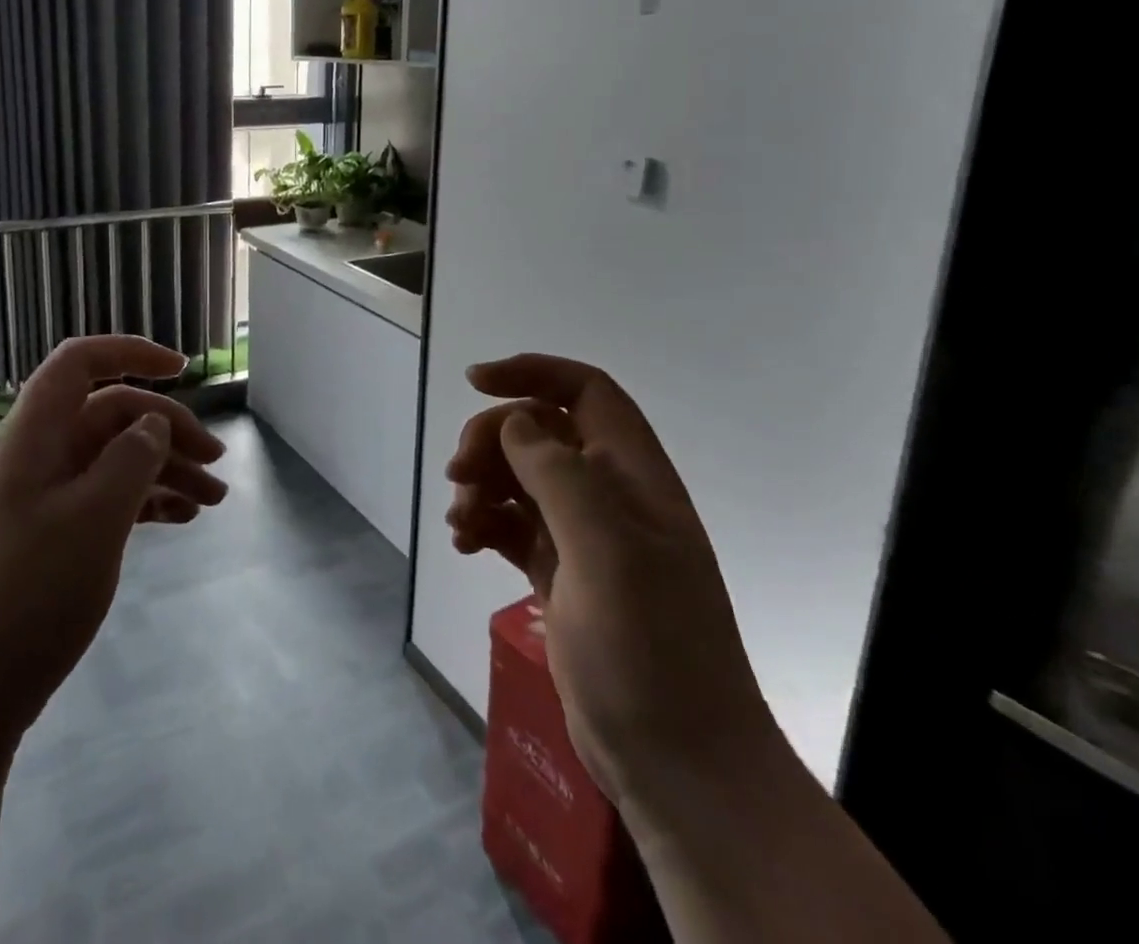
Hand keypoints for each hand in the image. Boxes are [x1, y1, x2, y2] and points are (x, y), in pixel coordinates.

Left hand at [0, 335, 227, 750]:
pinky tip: (182, 520)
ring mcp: (47, 496)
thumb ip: (132, 457)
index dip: (131, 353)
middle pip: (112, 413)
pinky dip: (147, 501)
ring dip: (166, 469)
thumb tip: (153, 420)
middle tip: (217, 461)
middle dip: (168, 427)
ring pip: (116, 458)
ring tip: (215, 500)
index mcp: (37, 434)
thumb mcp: (95, 517)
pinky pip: (110, 497)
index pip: (80, 362)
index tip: (183, 370)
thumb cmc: (30, 592)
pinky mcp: (55, 535)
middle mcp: (41, 454)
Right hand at [446, 353, 776, 805]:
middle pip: (539, 432)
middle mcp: (609, 497)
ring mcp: (583, 538)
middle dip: (492, 440)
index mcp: (633, 476)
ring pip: (519, 478)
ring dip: (481, 485)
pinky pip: (511, 524)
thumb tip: (515, 421)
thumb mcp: (607, 551)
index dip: (533, 372)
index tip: (475, 381)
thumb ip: (559, 474)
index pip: (586, 391)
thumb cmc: (650, 649)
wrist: (678, 766)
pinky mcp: (560, 574)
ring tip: (460, 521)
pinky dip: (483, 523)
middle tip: (459, 475)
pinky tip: (463, 544)